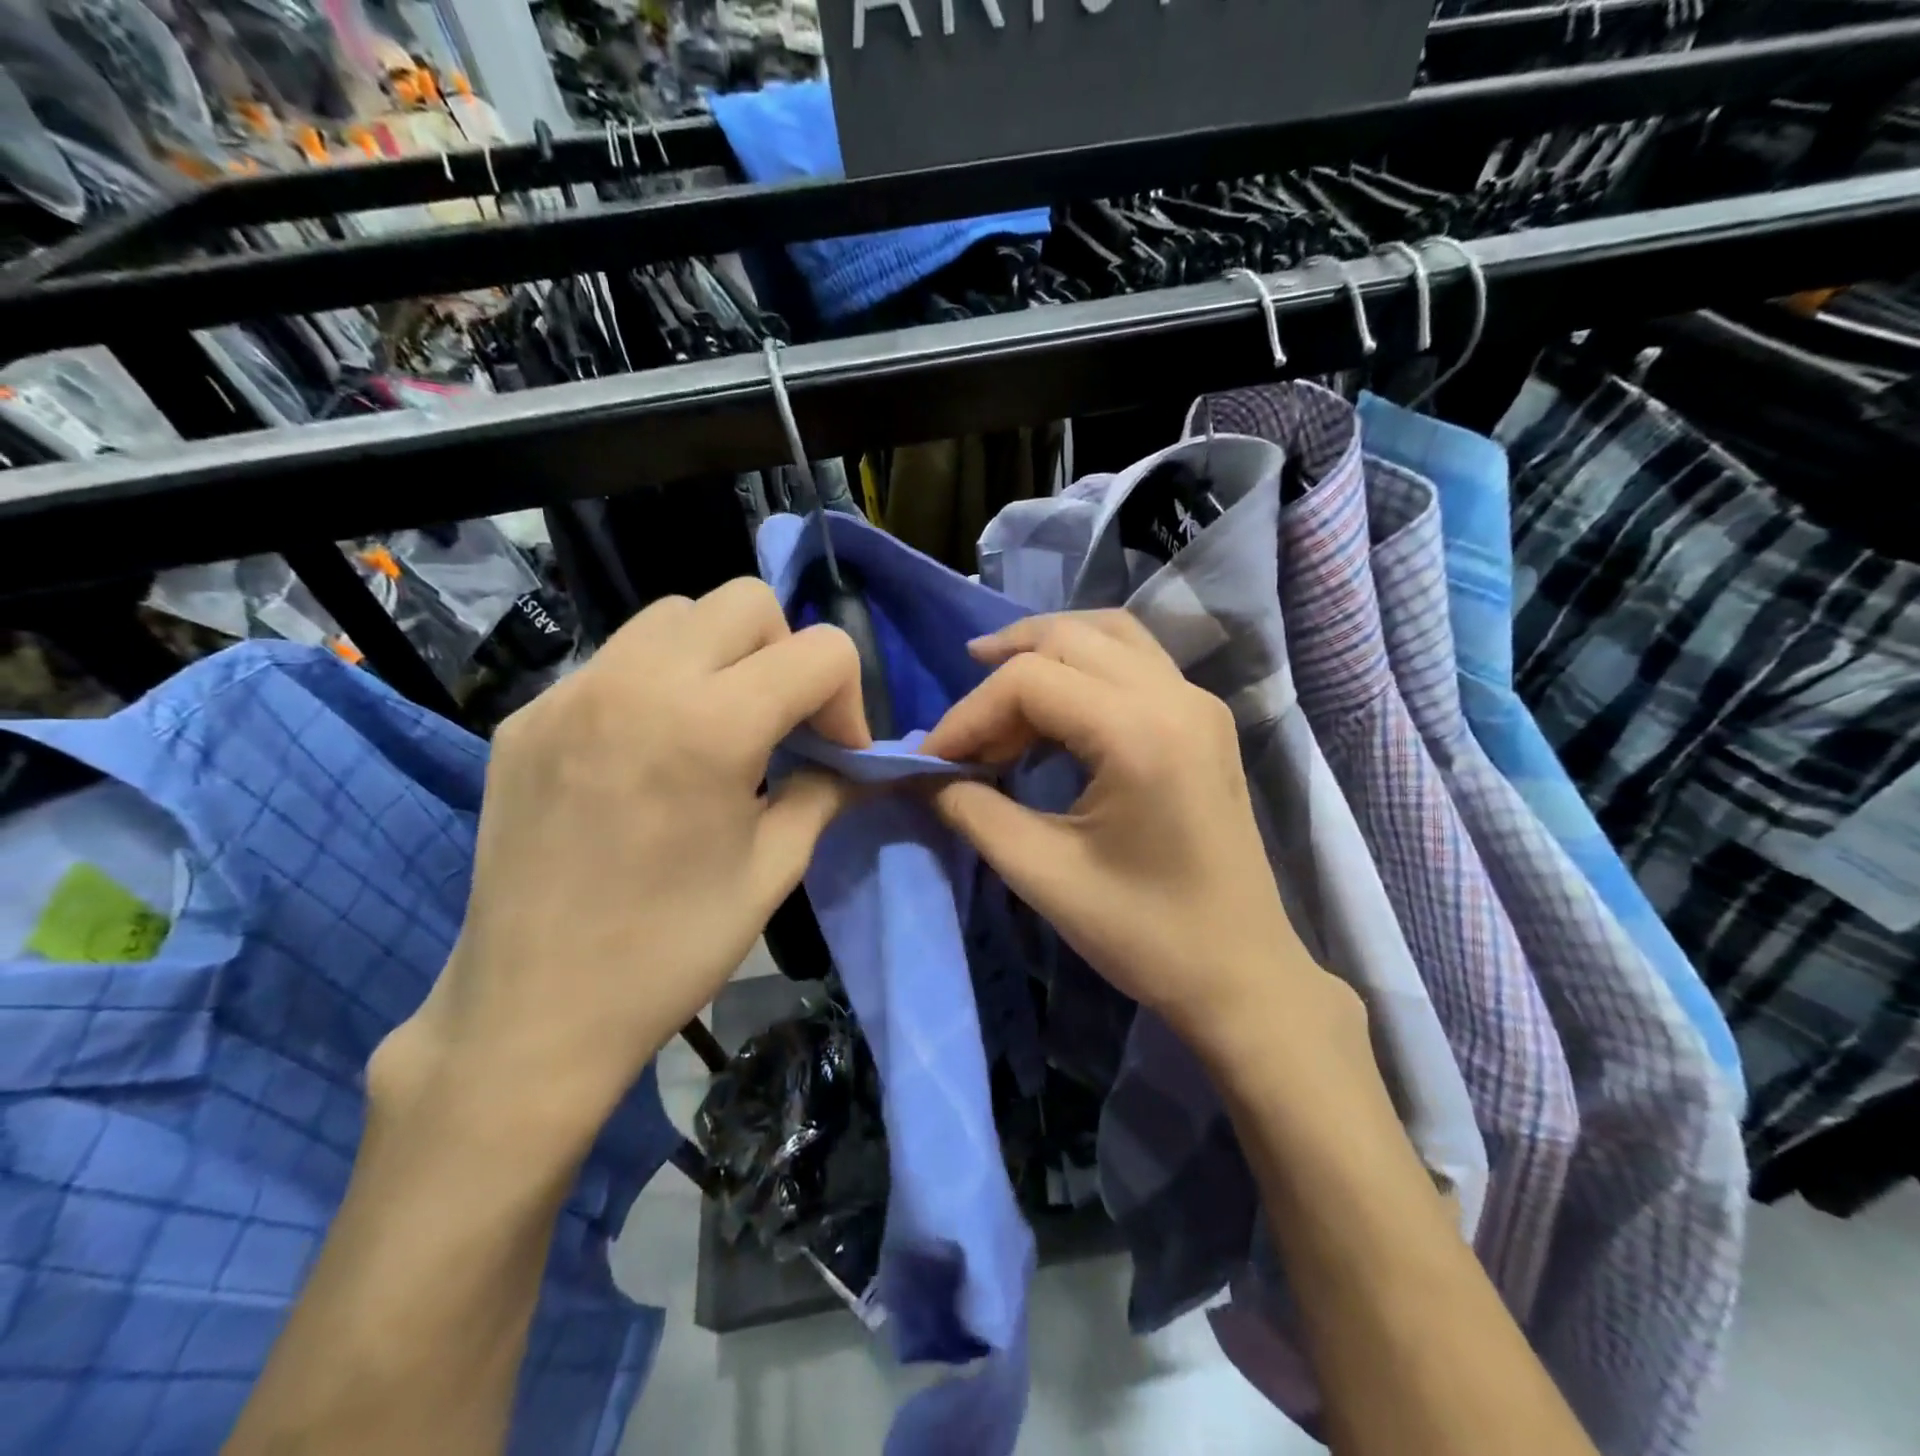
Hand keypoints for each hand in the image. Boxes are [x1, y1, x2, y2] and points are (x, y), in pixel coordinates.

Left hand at [376, 579, 867, 1142]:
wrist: (532, 1011)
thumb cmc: (671, 949)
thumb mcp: (774, 869)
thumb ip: (823, 791)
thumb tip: (853, 762)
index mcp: (711, 725)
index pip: (820, 650)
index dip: (849, 698)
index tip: (834, 753)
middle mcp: (638, 681)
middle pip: (746, 602)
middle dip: (786, 654)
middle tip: (781, 725)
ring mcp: (572, 691)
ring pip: (675, 615)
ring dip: (720, 655)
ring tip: (716, 728)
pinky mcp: (529, 714)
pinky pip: (616, 660)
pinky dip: (656, 683)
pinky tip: (649, 754)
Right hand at [922, 612, 1336, 1048]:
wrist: (1242, 976)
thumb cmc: (1145, 935)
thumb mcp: (1043, 873)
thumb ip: (972, 811)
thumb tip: (923, 774)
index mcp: (1140, 732)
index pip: (1029, 681)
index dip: (967, 715)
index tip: (932, 762)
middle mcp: (1175, 697)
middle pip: (1068, 638)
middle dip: (1001, 672)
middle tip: (962, 726)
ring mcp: (1198, 702)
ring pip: (1106, 634)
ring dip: (1044, 650)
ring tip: (995, 685)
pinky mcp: (1204, 719)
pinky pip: (1134, 659)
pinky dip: (1083, 665)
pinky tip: (1054, 710)